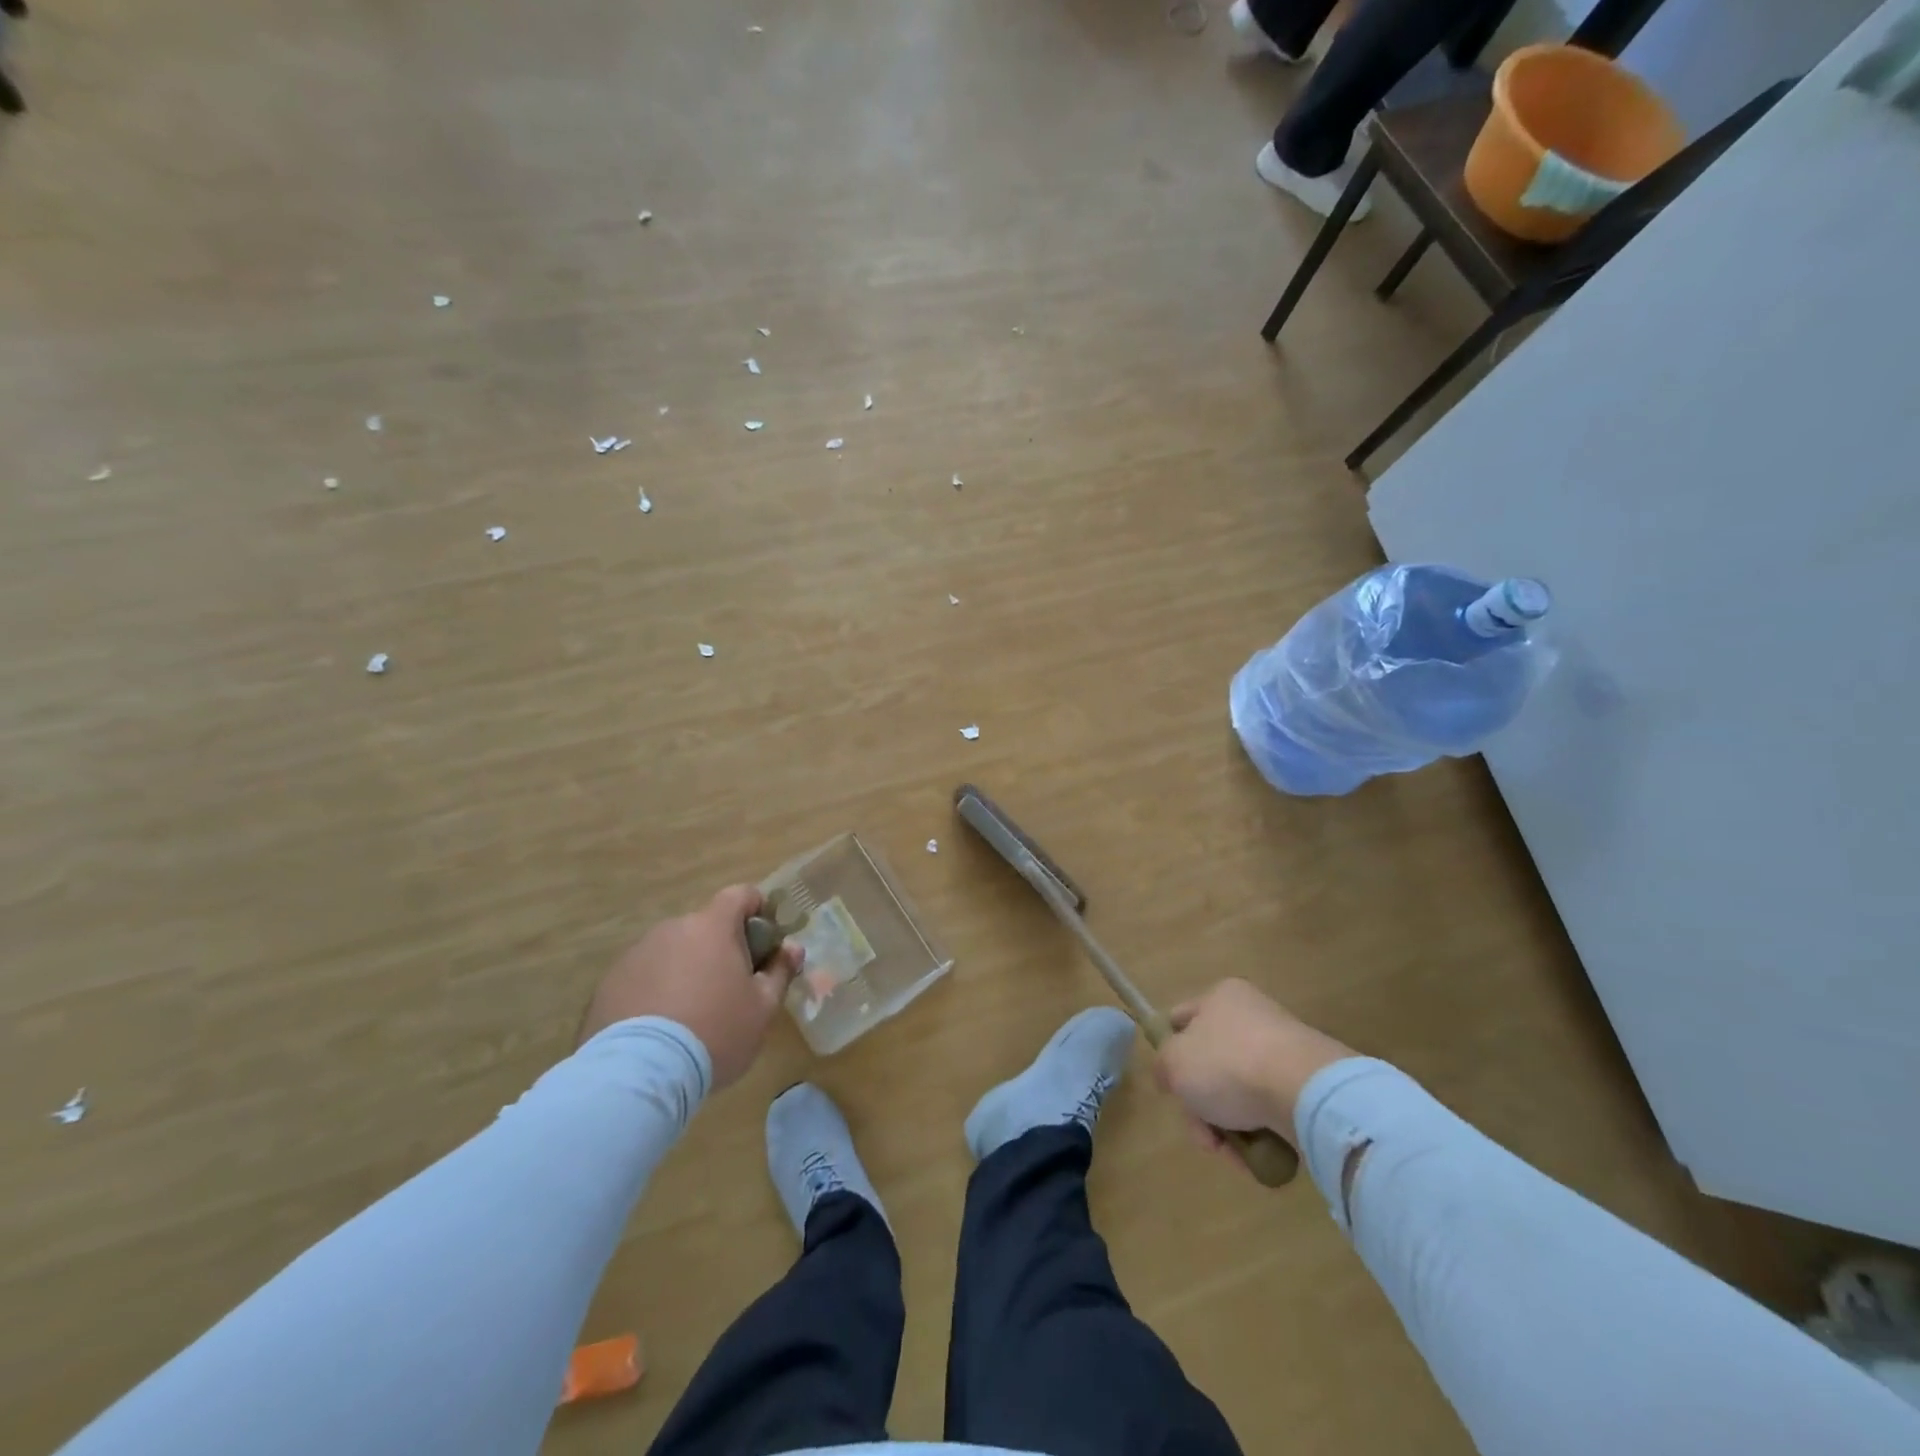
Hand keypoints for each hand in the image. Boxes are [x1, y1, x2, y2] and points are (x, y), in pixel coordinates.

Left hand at [578, 885, 803, 1088]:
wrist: (639, 1074)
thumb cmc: (716, 1032)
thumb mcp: (762, 1008)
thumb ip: (780, 971)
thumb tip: (793, 948)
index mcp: (712, 926)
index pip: (740, 895)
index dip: (757, 910)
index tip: (764, 941)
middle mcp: (672, 929)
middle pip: (705, 927)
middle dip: (719, 949)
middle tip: (729, 990)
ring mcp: (636, 954)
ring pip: (672, 952)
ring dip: (685, 970)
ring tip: (690, 1016)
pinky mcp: (608, 983)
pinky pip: (643, 977)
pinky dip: (655, 992)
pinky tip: (659, 1030)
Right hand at [1153, 979, 1355, 1149]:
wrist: (1306, 1092)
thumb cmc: (1229, 1064)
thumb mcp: (1174, 1063)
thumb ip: (1162, 1065)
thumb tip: (1170, 1076)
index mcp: (1220, 997)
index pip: (1181, 1019)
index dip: (1168, 1051)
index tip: (1169, 1085)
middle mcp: (1252, 1015)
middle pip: (1210, 1064)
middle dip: (1201, 1106)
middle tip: (1203, 1134)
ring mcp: (1283, 1050)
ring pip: (1238, 1092)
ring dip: (1228, 1125)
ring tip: (1231, 1153)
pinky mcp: (1306, 1083)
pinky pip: (1269, 1108)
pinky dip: (1259, 1132)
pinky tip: (1257, 1155)